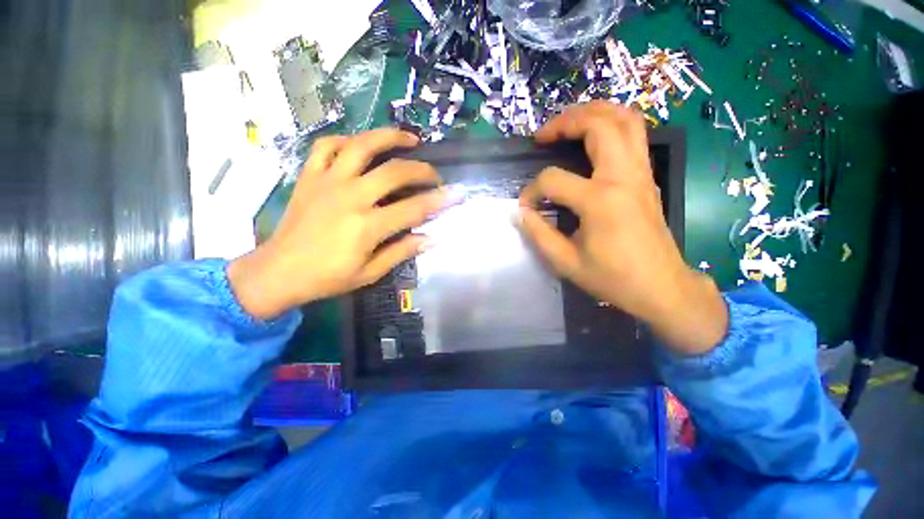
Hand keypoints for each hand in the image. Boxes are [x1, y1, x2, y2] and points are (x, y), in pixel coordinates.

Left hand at [228, 129, 450, 319]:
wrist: (278, 271)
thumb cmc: (328, 277)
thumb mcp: (370, 272)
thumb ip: (402, 251)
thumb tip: (432, 238)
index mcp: (367, 226)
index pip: (414, 208)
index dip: (440, 201)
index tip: (457, 194)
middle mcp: (350, 197)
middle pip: (395, 171)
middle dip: (423, 170)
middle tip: (435, 176)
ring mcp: (328, 181)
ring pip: (362, 146)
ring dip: (389, 137)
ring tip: (409, 138)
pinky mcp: (310, 176)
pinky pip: (327, 146)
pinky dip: (347, 140)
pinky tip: (362, 144)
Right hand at [517, 102, 727, 354]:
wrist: (662, 288)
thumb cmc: (613, 278)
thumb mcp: (566, 263)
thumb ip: (538, 233)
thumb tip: (521, 212)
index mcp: (600, 201)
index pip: (553, 180)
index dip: (532, 191)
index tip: (525, 207)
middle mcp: (623, 177)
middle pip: (598, 125)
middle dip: (564, 122)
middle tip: (542, 135)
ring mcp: (640, 174)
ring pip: (624, 119)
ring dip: (593, 112)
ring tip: (567, 122)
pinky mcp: (647, 177)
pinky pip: (635, 134)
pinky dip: (612, 123)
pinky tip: (593, 134)